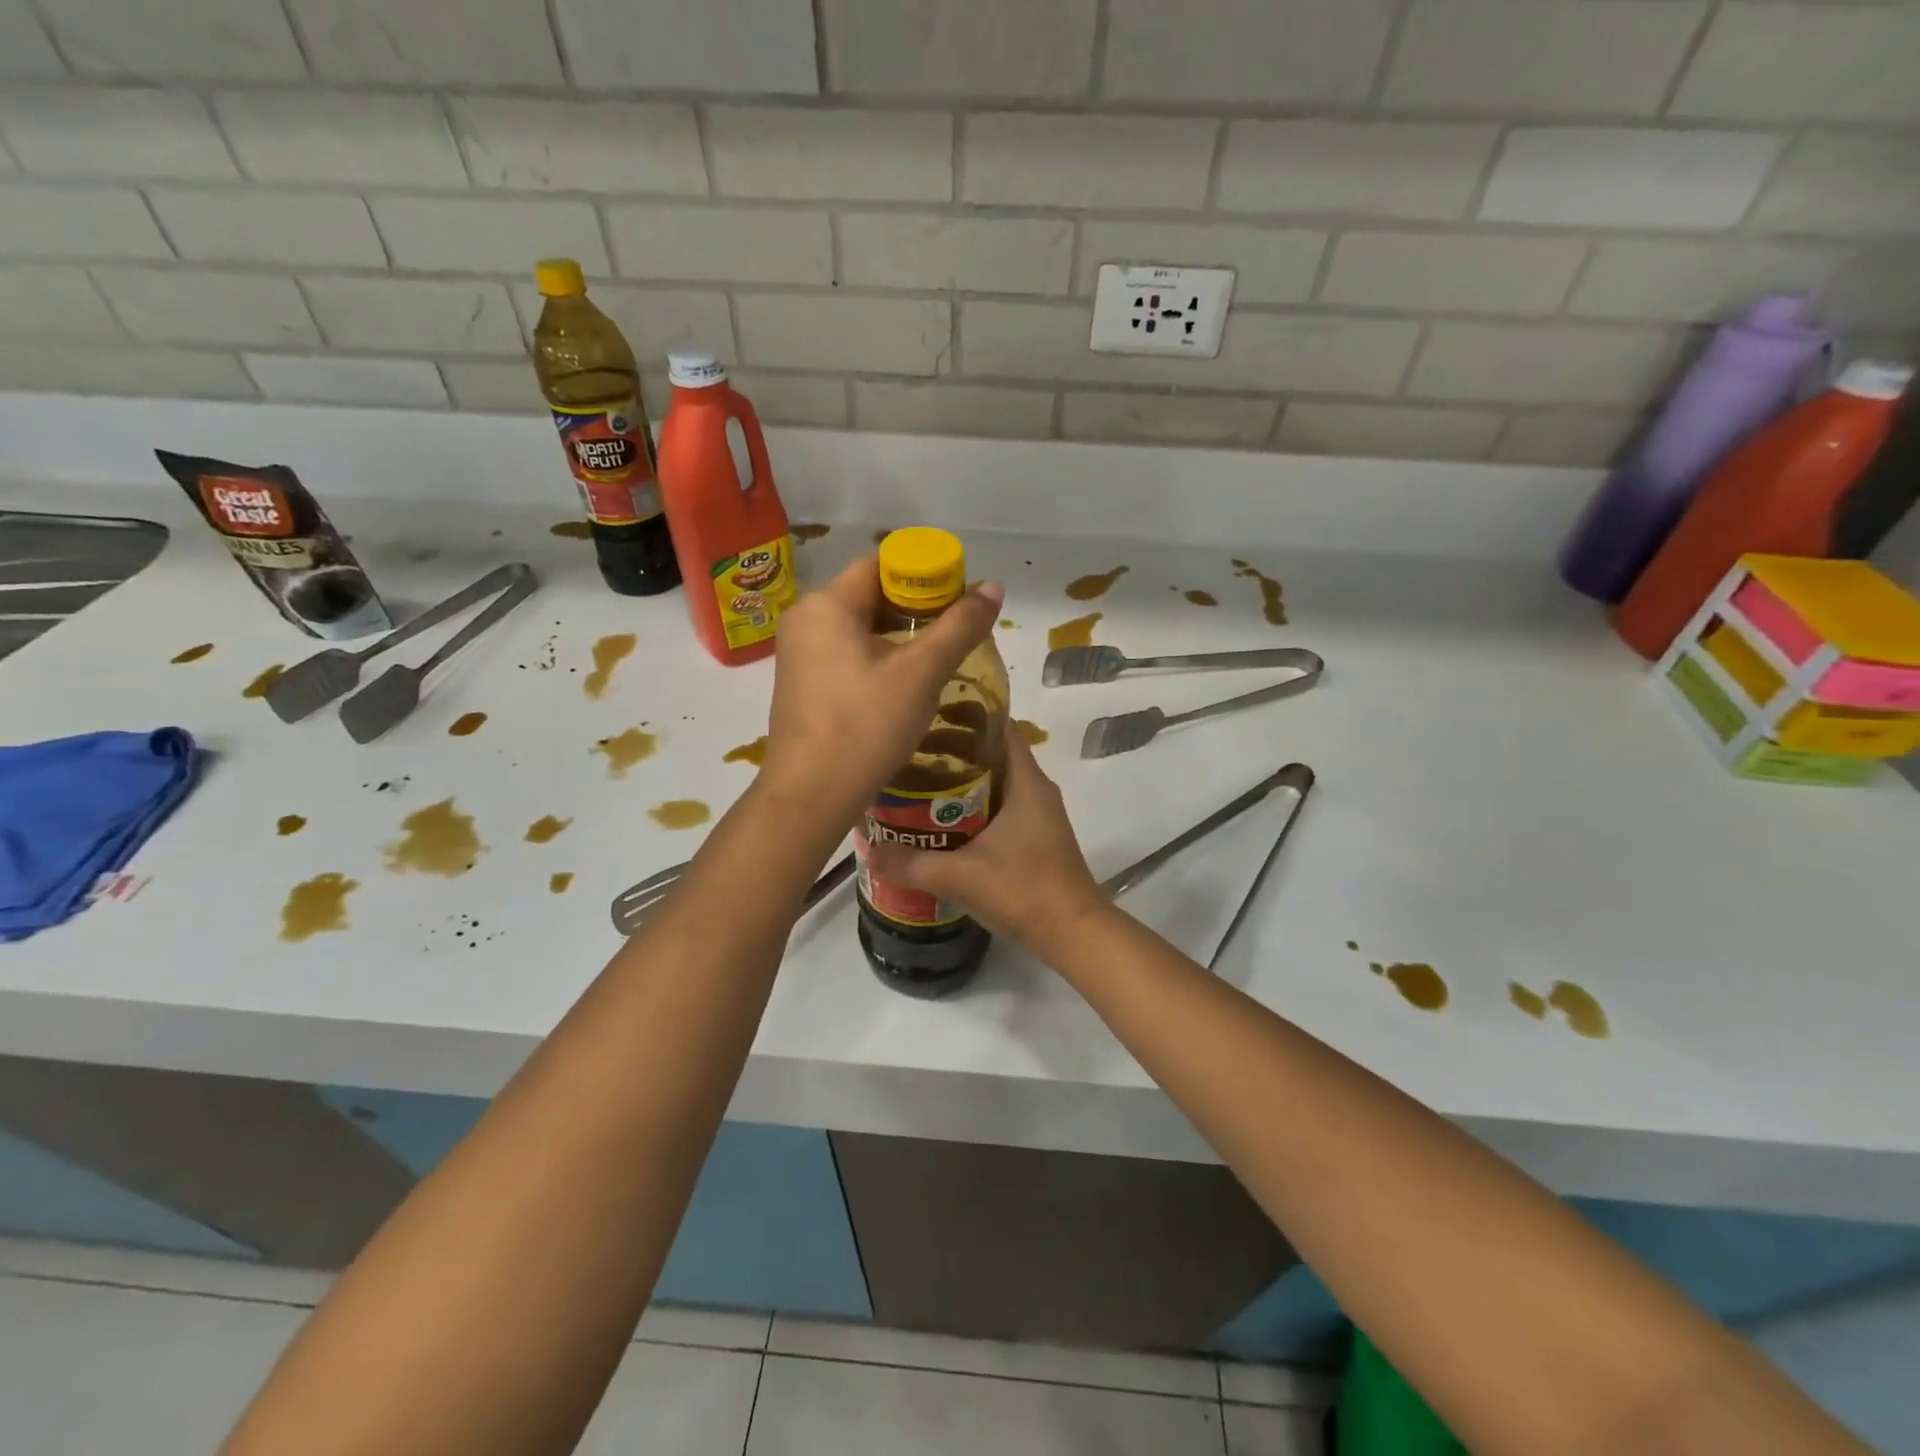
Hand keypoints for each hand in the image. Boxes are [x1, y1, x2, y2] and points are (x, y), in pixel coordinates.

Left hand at [762, 556, 1002, 827]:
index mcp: (827, 604)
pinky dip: (878, 657)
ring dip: (899, 635)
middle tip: (956, 629)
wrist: (811, 795)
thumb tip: (994, 586)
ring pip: (859, 627)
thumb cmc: (865, 725)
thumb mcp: (921, 673)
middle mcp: (805, 620)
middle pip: (869, 594)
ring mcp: (798, 654)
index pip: (881, 564)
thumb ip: (960, 626)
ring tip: (938, 656)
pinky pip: (846, 654)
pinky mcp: (802, 684)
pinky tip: (905, 682)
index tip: (959, 597)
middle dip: (915, 607)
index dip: (924, 573)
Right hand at [864, 730, 1107, 959]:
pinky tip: (940, 822)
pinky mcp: (1034, 837)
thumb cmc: (1024, 892)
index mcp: (1027, 782)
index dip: (966, 714)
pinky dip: (970, 806)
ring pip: (994, 782)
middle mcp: (1035, 790)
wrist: (1074, 934)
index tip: (928, 715)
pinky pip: (998, 807)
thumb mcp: (961, 876)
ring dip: (959, 780)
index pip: (999, 726)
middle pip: (992, 753)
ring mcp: (1037, 815)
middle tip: (909, 751)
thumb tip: (869, 851)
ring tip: (916, 782)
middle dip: (952, 749)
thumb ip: (912, 863)